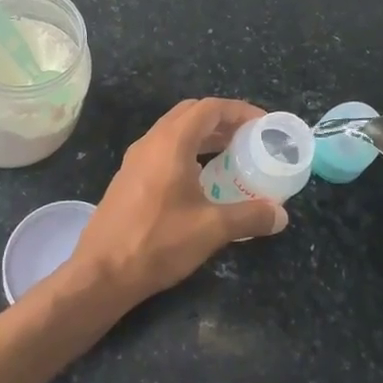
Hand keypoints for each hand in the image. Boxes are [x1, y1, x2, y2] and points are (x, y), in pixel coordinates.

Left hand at [74, 98, 287, 303]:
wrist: (101, 274)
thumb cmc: (158, 242)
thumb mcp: (212, 229)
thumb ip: (250, 217)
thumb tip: (281, 215)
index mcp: (172, 142)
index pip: (210, 108)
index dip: (240, 111)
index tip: (263, 125)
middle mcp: (151, 142)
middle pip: (190, 114)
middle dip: (222, 120)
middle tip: (248, 138)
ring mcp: (135, 160)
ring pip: (174, 132)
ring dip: (203, 136)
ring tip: (230, 156)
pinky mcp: (128, 179)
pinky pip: (163, 151)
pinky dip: (187, 152)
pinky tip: (201, 180)